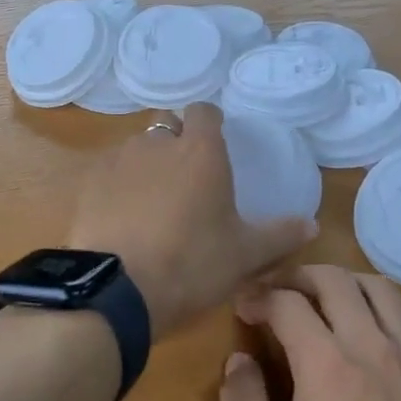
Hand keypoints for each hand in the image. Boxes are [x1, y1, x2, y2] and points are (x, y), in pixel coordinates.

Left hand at [68, 104, 315, 334]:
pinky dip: (118, 187)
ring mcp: (117, 161)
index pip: (204, 112)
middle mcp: (157, 144)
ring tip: (153, 201)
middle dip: (176, 141)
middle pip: (166, 125)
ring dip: (146, 164)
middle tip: (186, 176)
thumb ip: (280, 235)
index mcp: (200, 151)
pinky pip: (109, 174)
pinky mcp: (89, 184)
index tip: (216, 140)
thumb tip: (312, 225)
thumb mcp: (245, 255)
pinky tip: (123, 217)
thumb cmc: (192, 264)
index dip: (210, 122)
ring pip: (136, 149)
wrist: (118, 289)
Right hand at [222, 266, 400, 400]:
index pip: (286, 303)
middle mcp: (373, 345)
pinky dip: (386, 308)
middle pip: (334, 280)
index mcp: (325, 364)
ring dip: (344, 284)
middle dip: (297, 277)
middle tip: (277, 295)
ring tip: (324, 302)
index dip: (258, 297)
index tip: (243, 308)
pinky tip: (375, 330)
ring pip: (380, 289)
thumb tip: (239, 360)